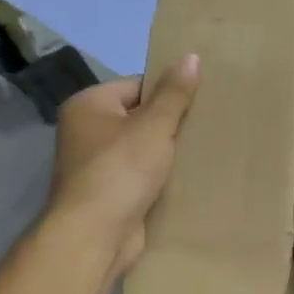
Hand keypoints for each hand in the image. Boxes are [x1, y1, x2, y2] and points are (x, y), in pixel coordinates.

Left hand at [48, 55, 199, 278]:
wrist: (95, 236)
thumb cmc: (120, 171)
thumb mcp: (153, 126)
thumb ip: (174, 93)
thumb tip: (191, 57)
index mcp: (88, 106)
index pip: (137, 85)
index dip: (168, 92)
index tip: (200, 100)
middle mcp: (86, 131)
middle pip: (140, 116)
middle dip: (171, 123)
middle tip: (207, 123)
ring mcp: (97, 165)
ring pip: (143, 148)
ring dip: (169, 151)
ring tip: (204, 148)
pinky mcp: (110, 193)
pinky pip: (142, 175)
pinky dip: (162, 176)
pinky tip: (190, 176)